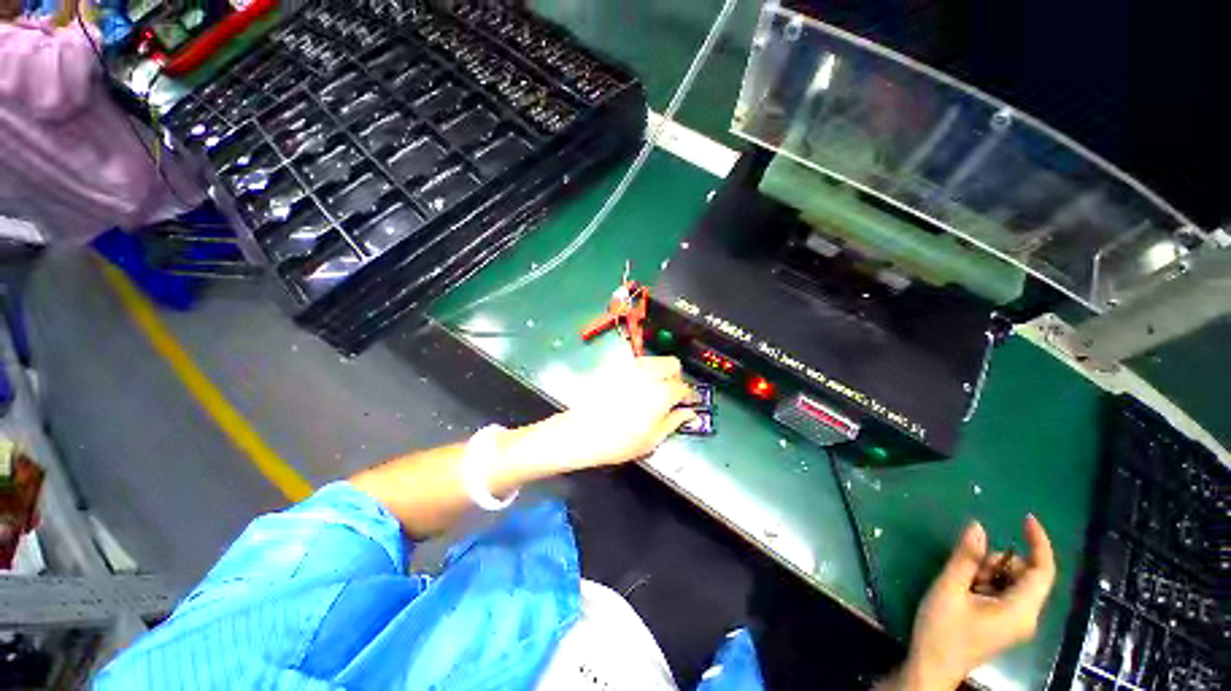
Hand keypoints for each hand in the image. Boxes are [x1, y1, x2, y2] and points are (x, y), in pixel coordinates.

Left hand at [525, 356, 696, 471]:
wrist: (581, 433)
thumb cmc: (619, 442)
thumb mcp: (652, 439)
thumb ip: (674, 422)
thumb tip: (689, 413)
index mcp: (661, 392)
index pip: (683, 387)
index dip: (688, 395)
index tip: (688, 403)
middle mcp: (647, 374)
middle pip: (672, 364)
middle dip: (676, 376)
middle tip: (672, 393)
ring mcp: (629, 368)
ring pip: (654, 360)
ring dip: (660, 371)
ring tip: (654, 389)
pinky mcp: (615, 368)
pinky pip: (635, 363)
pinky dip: (642, 371)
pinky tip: (635, 387)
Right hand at [892, 515, 1055, 690]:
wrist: (933, 666)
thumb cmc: (942, 629)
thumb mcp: (949, 589)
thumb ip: (966, 557)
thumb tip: (978, 525)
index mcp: (1020, 610)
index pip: (1043, 570)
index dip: (1039, 542)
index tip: (1025, 517)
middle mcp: (1027, 616)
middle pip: (1024, 574)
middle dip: (996, 562)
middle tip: (966, 568)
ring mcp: (1016, 621)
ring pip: (1012, 582)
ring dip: (987, 573)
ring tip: (961, 583)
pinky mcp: (1005, 623)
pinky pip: (1004, 592)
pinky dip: (986, 584)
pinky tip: (965, 591)